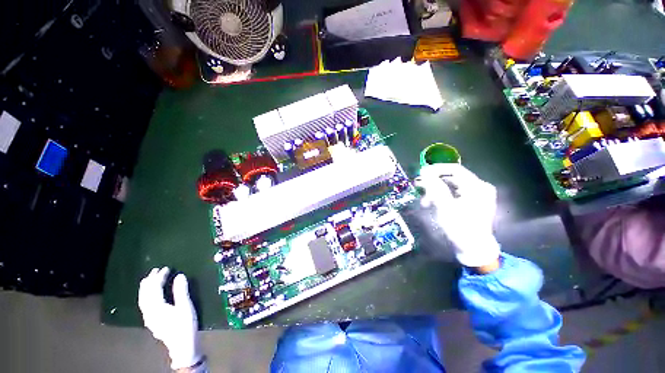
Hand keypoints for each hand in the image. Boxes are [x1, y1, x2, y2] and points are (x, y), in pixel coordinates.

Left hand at [138, 267, 201, 369]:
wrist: (183, 349)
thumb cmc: (185, 329)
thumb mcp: (186, 309)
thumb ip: (181, 292)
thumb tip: (180, 276)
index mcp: (156, 304)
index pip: (155, 285)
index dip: (160, 275)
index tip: (167, 269)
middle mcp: (148, 308)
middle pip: (146, 289)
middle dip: (151, 278)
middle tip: (157, 271)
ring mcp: (147, 316)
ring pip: (142, 296)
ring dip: (146, 286)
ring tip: (151, 280)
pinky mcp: (149, 322)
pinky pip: (143, 304)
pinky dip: (145, 296)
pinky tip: (148, 297)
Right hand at [415, 164, 500, 267]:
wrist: (476, 251)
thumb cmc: (461, 230)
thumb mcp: (446, 210)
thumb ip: (435, 188)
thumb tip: (425, 172)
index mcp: (476, 186)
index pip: (454, 169)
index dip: (436, 170)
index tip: (421, 173)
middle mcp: (482, 187)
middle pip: (456, 178)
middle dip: (437, 184)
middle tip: (421, 191)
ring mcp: (483, 196)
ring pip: (458, 187)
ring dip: (441, 192)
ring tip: (427, 203)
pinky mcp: (480, 204)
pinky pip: (462, 194)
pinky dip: (450, 197)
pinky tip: (439, 205)